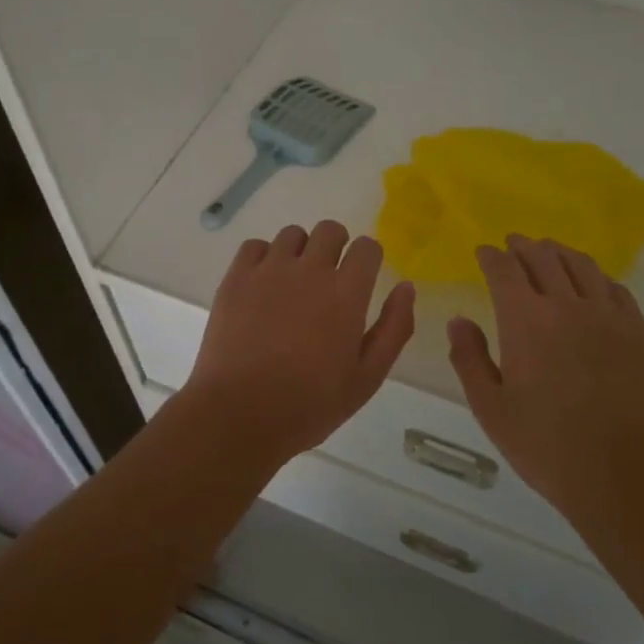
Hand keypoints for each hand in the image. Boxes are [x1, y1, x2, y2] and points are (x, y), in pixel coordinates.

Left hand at [183, 221, 415, 468]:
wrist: (240, 413)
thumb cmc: (310, 403)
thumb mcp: (367, 377)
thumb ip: (394, 328)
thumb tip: (406, 287)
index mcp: (346, 292)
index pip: (366, 247)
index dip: (368, 258)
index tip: (362, 277)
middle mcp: (310, 269)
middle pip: (330, 230)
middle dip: (336, 246)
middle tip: (330, 277)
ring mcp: (270, 270)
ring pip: (292, 234)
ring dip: (300, 251)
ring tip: (294, 283)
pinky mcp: (236, 277)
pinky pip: (255, 246)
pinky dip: (263, 257)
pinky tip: (263, 284)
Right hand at [448, 234, 643, 522]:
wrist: (622, 472)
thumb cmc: (545, 444)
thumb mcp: (490, 408)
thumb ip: (469, 358)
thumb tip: (459, 320)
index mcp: (525, 320)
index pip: (505, 270)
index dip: (491, 256)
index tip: (483, 251)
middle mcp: (566, 305)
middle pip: (543, 258)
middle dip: (523, 246)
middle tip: (513, 243)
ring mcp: (607, 315)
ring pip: (581, 265)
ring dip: (559, 252)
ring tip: (549, 250)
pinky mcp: (637, 331)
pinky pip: (615, 287)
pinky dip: (595, 276)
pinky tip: (591, 283)